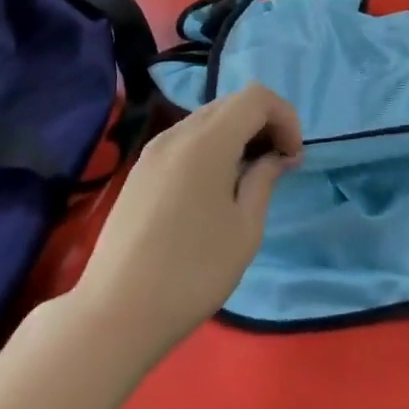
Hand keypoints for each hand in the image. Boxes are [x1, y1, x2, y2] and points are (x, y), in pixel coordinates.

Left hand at [69, 82, 301, 358]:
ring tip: (250, 177)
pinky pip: (186, 139)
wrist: (116, 312)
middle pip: (231, 102)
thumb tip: (276, 156)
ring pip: (207, 119)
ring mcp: (154, 150)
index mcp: (207, 141)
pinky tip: (217, 186)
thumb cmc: (192, 272)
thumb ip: (264, 179)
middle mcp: (178, 133)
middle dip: (264, 123)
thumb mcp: (245, 230)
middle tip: (279, 164)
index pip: (256, 97)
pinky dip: (212, 146)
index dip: (284, 116)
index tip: (293, 156)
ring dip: (238, 134)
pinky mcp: (141, 170)